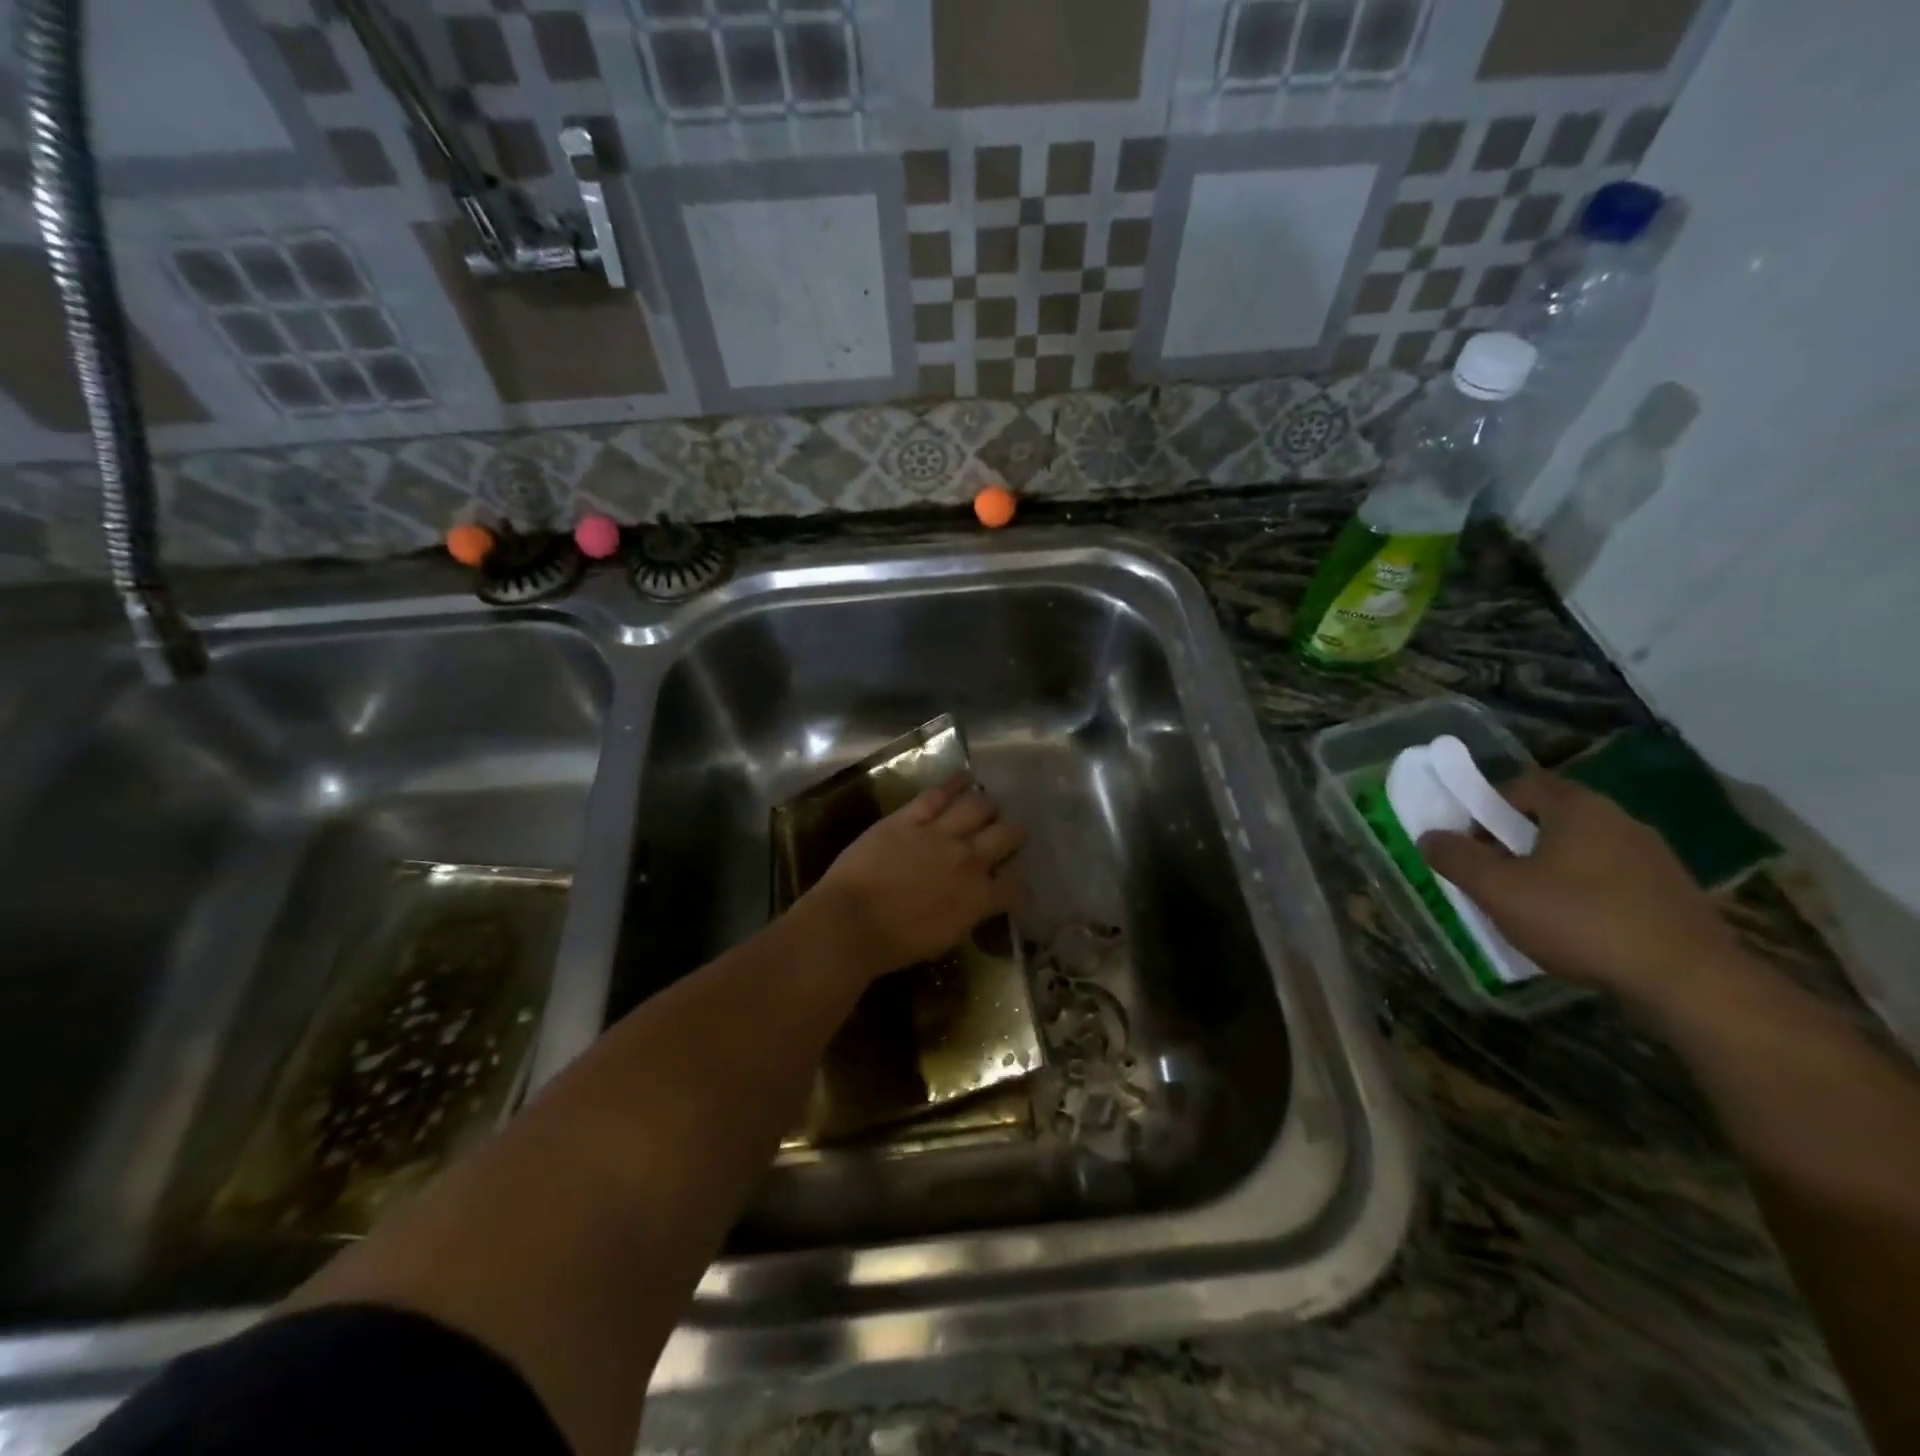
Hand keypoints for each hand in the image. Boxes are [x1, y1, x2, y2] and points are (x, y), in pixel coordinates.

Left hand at [802, 773, 1026, 983]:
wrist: (851, 922)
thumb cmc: (894, 944)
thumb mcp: (945, 938)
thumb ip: (968, 914)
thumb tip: (976, 902)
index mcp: (979, 898)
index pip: (1016, 887)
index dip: (1019, 885)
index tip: (1012, 885)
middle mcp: (969, 860)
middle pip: (1008, 834)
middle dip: (1014, 833)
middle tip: (1008, 835)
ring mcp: (940, 834)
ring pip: (979, 806)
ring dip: (987, 806)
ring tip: (987, 806)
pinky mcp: (910, 817)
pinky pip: (939, 793)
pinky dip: (956, 782)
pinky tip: (966, 777)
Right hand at [1418, 770, 1743, 1009]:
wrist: (1689, 981)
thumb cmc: (1580, 921)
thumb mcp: (1498, 890)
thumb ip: (1457, 858)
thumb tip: (1429, 836)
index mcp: (1578, 808)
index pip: (1523, 783)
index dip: (1487, 805)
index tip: (1471, 841)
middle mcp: (1619, 820)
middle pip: (1552, 816)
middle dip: (1515, 840)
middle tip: (1493, 874)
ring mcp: (1653, 857)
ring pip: (1582, 849)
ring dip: (1549, 868)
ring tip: (1530, 906)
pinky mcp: (1673, 893)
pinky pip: (1611, 878)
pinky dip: (1584, 892)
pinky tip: (1574, 927)